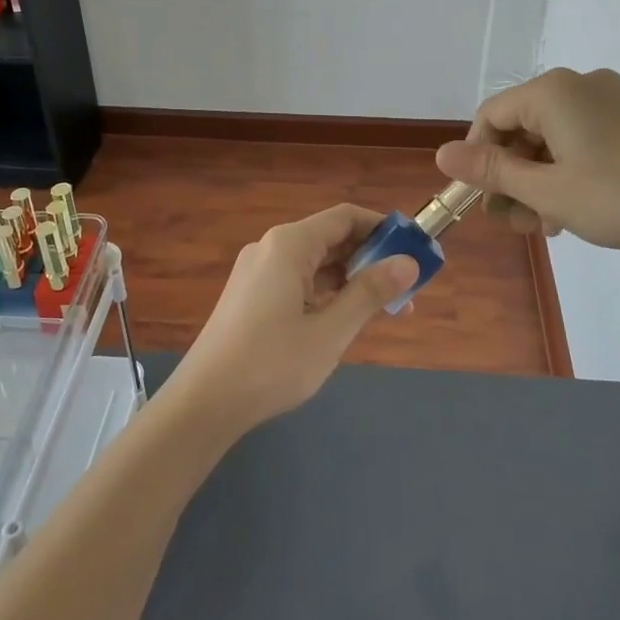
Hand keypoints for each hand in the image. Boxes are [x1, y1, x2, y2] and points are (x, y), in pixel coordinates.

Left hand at [165, 205, 418, 435]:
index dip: (383, 228)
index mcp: (289, 245)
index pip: (346, 217)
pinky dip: (326, 292)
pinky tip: (343, 318)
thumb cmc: (272, 363)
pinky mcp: (250, 295)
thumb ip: (370, 293)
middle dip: (370, 258)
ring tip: (384, 309)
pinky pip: (297, 280)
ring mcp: (257, 272)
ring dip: (350, 278)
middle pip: (331, 238)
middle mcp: (271, 248)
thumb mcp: (331, 330)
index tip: (415, 249)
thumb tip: (408, 263)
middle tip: (407, 288)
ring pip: (315, 263)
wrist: (204, 401)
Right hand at [433, 67, 619, 259]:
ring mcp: (609, 100)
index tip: (482, 202)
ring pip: (549, 138)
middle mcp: (578, 85)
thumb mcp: (548, 191)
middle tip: (517, 224)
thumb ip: (492, 171)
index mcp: (552, 92)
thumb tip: (442, 154)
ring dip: (537, 180)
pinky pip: (578, 139)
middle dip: (511, 176)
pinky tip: (571, 209)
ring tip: (545, 225)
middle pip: (520, 128)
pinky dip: (565, 171)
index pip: (489, 117)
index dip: (477, 160)